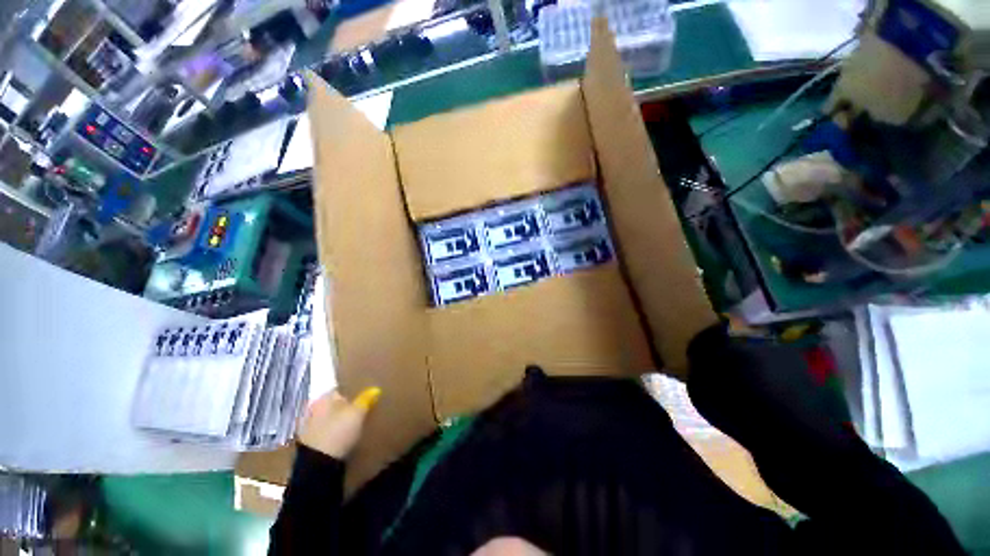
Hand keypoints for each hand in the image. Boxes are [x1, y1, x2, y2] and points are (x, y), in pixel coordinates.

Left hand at [297, 387, 381, 458]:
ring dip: (342, 420)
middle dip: (349, 406)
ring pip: (332, 418)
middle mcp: (313, 409)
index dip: (355, 390)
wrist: (317, 467)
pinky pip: (328, 431)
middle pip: (336, 404)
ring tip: (358, 422)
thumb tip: (375, 389)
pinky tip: (347, 435)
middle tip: (365, 408)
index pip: (341, 388)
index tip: (368, 394)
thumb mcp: (357, 413)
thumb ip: (366, 399)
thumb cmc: (337, 433)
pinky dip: (337, 431)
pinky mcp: (311, 443)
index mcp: (322, 398)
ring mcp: (309, 427)